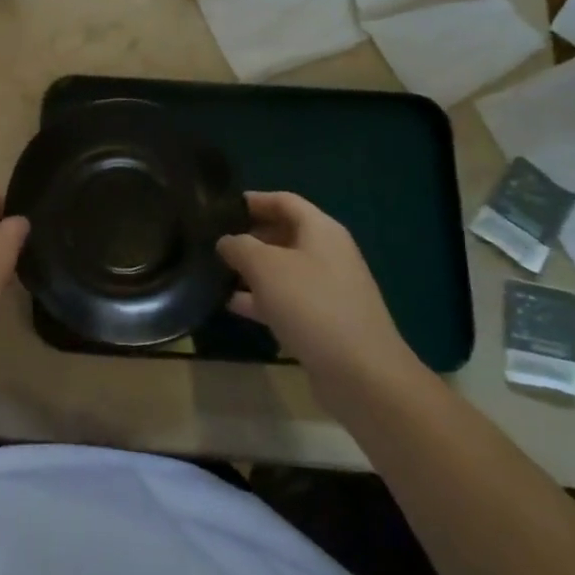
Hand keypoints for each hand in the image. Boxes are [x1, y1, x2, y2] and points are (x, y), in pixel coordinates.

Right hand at [217, 192, 421, 413]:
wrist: (361, 374)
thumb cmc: (311, 305)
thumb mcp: (265, 267)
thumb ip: (240, 246)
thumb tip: (226, 241)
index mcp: (321, 230)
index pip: (283, 201)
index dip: (252, 200)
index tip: (219, 206)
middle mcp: (328, 254)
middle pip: (284, 233)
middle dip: (249, 236)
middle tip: (213, 241)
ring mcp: (328, 289)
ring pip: (283, 269)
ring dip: (252, 270)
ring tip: (215, 271)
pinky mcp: (324, 321)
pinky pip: (287, 300)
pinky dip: (261, 299)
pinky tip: (232, 306)